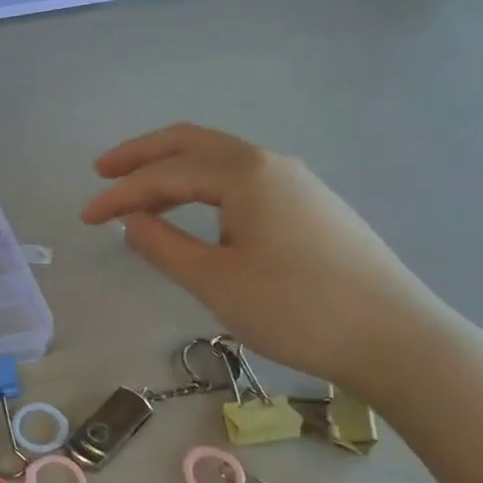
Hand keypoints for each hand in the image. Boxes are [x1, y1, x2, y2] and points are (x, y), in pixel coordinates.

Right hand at [80, 124, 449, 392]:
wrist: (398, 339)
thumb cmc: (297, 309)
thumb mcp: (216, 282)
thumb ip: (164, 246)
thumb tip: (129, 222)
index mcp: (245, 174)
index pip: (167, 173)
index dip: (121, 194)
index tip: (85, 217)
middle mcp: (271, 164)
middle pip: (194, 144)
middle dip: (144, 155)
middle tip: (103, 171)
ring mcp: (297, 183)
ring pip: (221, 163)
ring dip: (176, 172)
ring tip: (140, 195)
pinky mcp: (311, 207)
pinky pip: (243, 182)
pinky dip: (205, 188)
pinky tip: (195, 213)